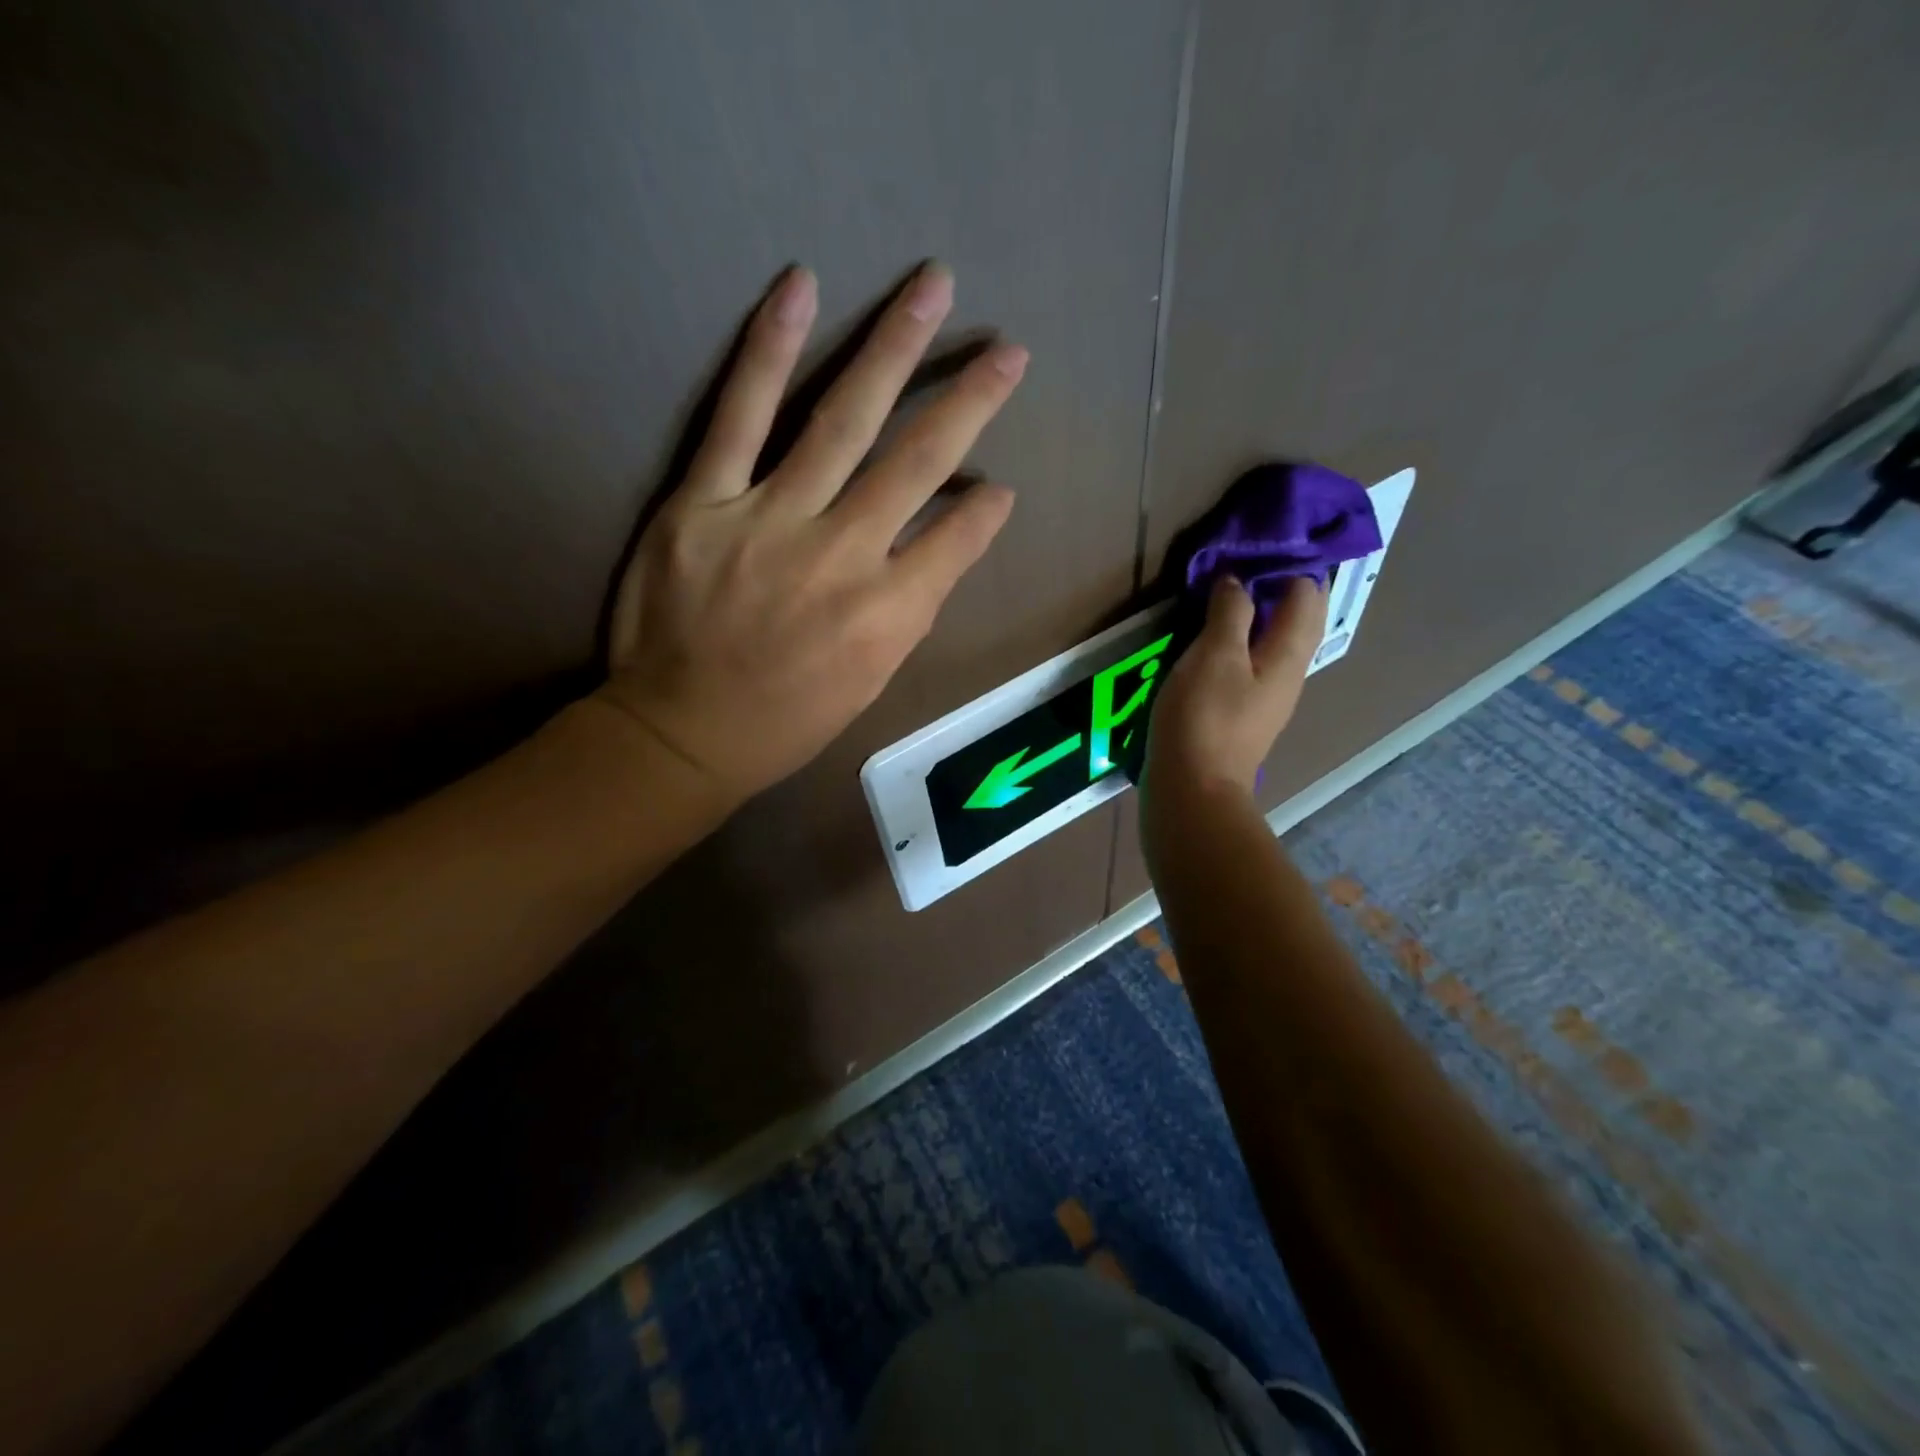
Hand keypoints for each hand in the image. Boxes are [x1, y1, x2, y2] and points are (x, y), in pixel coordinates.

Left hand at [597, 263, 1025, 804]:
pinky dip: (771, 350)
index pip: (958, 539)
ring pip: (842, 419)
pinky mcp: (703, 501)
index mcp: (887, 613)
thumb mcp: (871, 682)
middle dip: (970, 401)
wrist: (682, 732)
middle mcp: (841, 556)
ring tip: (931, 287)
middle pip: (917, 462)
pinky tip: (800, 288)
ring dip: (893, 349)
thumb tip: (944, 542)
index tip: (999, 486)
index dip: (986, 509)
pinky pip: (740, 415)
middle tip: (1008, 351)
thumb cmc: (787, 718)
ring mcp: (770, 519)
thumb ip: (910, 609)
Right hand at [1145, 576, 1327, 799]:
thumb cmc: (1204, 719)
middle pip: (1296, 620)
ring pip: (1272, 643)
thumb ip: (1230, 612)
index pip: (1308, 595)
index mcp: (1288, 655)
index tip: (1258, 544)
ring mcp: (1265, 699)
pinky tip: (1210, 643)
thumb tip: (1237, 581)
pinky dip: (1237, 643)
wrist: (1193, 791)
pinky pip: (1249, 665)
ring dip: (1254, 616)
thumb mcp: (1214, 656)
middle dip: (1276, 587)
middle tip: (1240, 563)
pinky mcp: (1241, 716)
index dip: (1290, 564)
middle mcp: (1287, 675)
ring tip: (1222, 596)